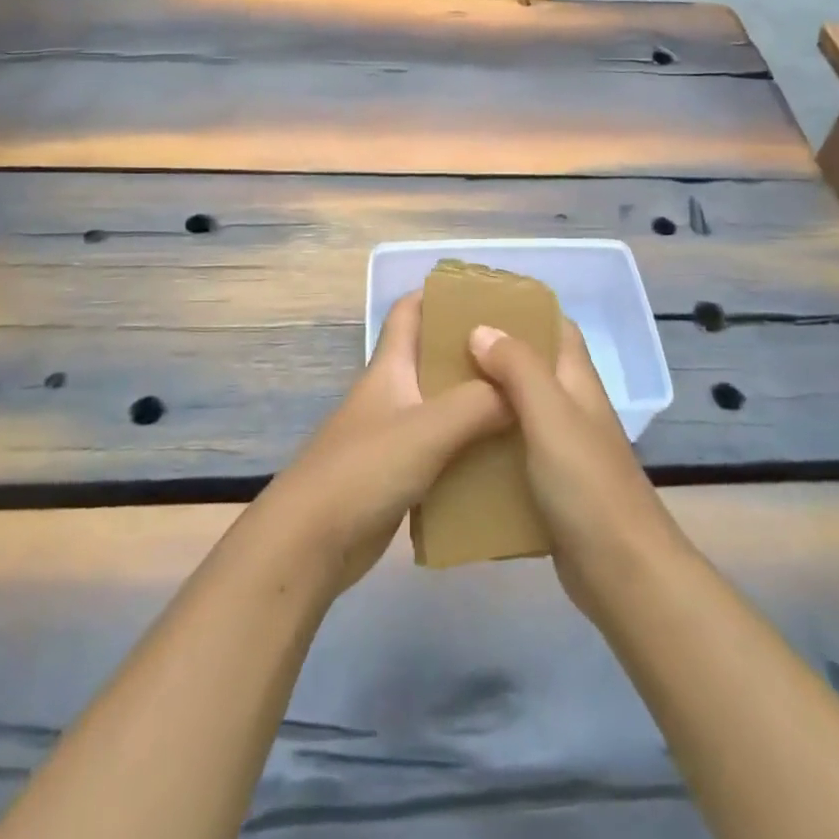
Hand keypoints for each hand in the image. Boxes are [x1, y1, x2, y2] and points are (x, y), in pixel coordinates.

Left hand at [252, 291, 511, 595]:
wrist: (310, 544)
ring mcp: (394, 435)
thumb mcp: (427, 429)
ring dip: (478, 402)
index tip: (489, 295)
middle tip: (526, 356)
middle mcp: (393, 393)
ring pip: (443, 406)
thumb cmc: (364, 470)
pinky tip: (505, 457)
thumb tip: (524, 390)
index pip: (410, 310)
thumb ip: (478, 405)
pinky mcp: (400, 475)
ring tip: (528, 404)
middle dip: (475, 352)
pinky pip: (444, 449)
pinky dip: (471, 447)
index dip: (441, 295)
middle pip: (435, 358)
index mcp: (390, 367)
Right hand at [467, 321, 686, 617]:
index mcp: (576, 381)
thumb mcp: (550, 415)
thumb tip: (481, 329)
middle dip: (491, 354)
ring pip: (517, 410)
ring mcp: (561, 449)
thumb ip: (519, 368)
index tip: (476, 303)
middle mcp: (570, 408)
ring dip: (485, 400)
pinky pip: (512, 452)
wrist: (621, 572)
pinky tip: (452, 449)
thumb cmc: (587, 483)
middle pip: (531, 367)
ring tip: (437, 394)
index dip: (523, 309)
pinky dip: (487, 445)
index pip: (555, 326)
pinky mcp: (549, 486)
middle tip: (442, 350)